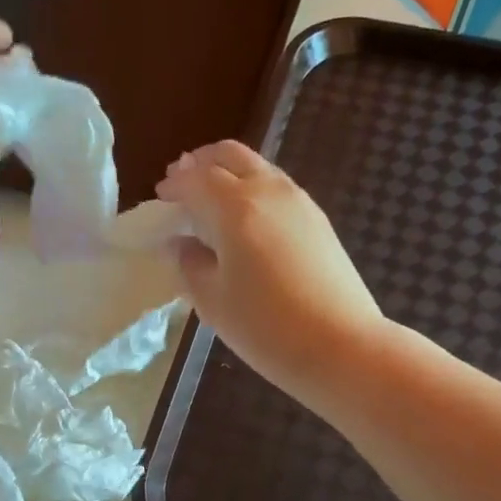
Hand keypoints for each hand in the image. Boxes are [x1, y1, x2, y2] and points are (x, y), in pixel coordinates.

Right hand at [157, 141, 386, 409]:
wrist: (341, 346)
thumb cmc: (265, 327)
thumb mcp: (212, 301)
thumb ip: (189, 264)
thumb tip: (180, 243)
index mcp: (235, 207)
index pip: (196, 178)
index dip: (174, 184)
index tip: (160, 196)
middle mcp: (269, 191)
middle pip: (230, 155)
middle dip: (202, 163)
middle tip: (183, 182)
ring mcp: (299, 202)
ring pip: (258, 168)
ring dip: (230, 174)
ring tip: (212, 200)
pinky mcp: (318, 221)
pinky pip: (277, 188)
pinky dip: (253, 190)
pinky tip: (246, 221)